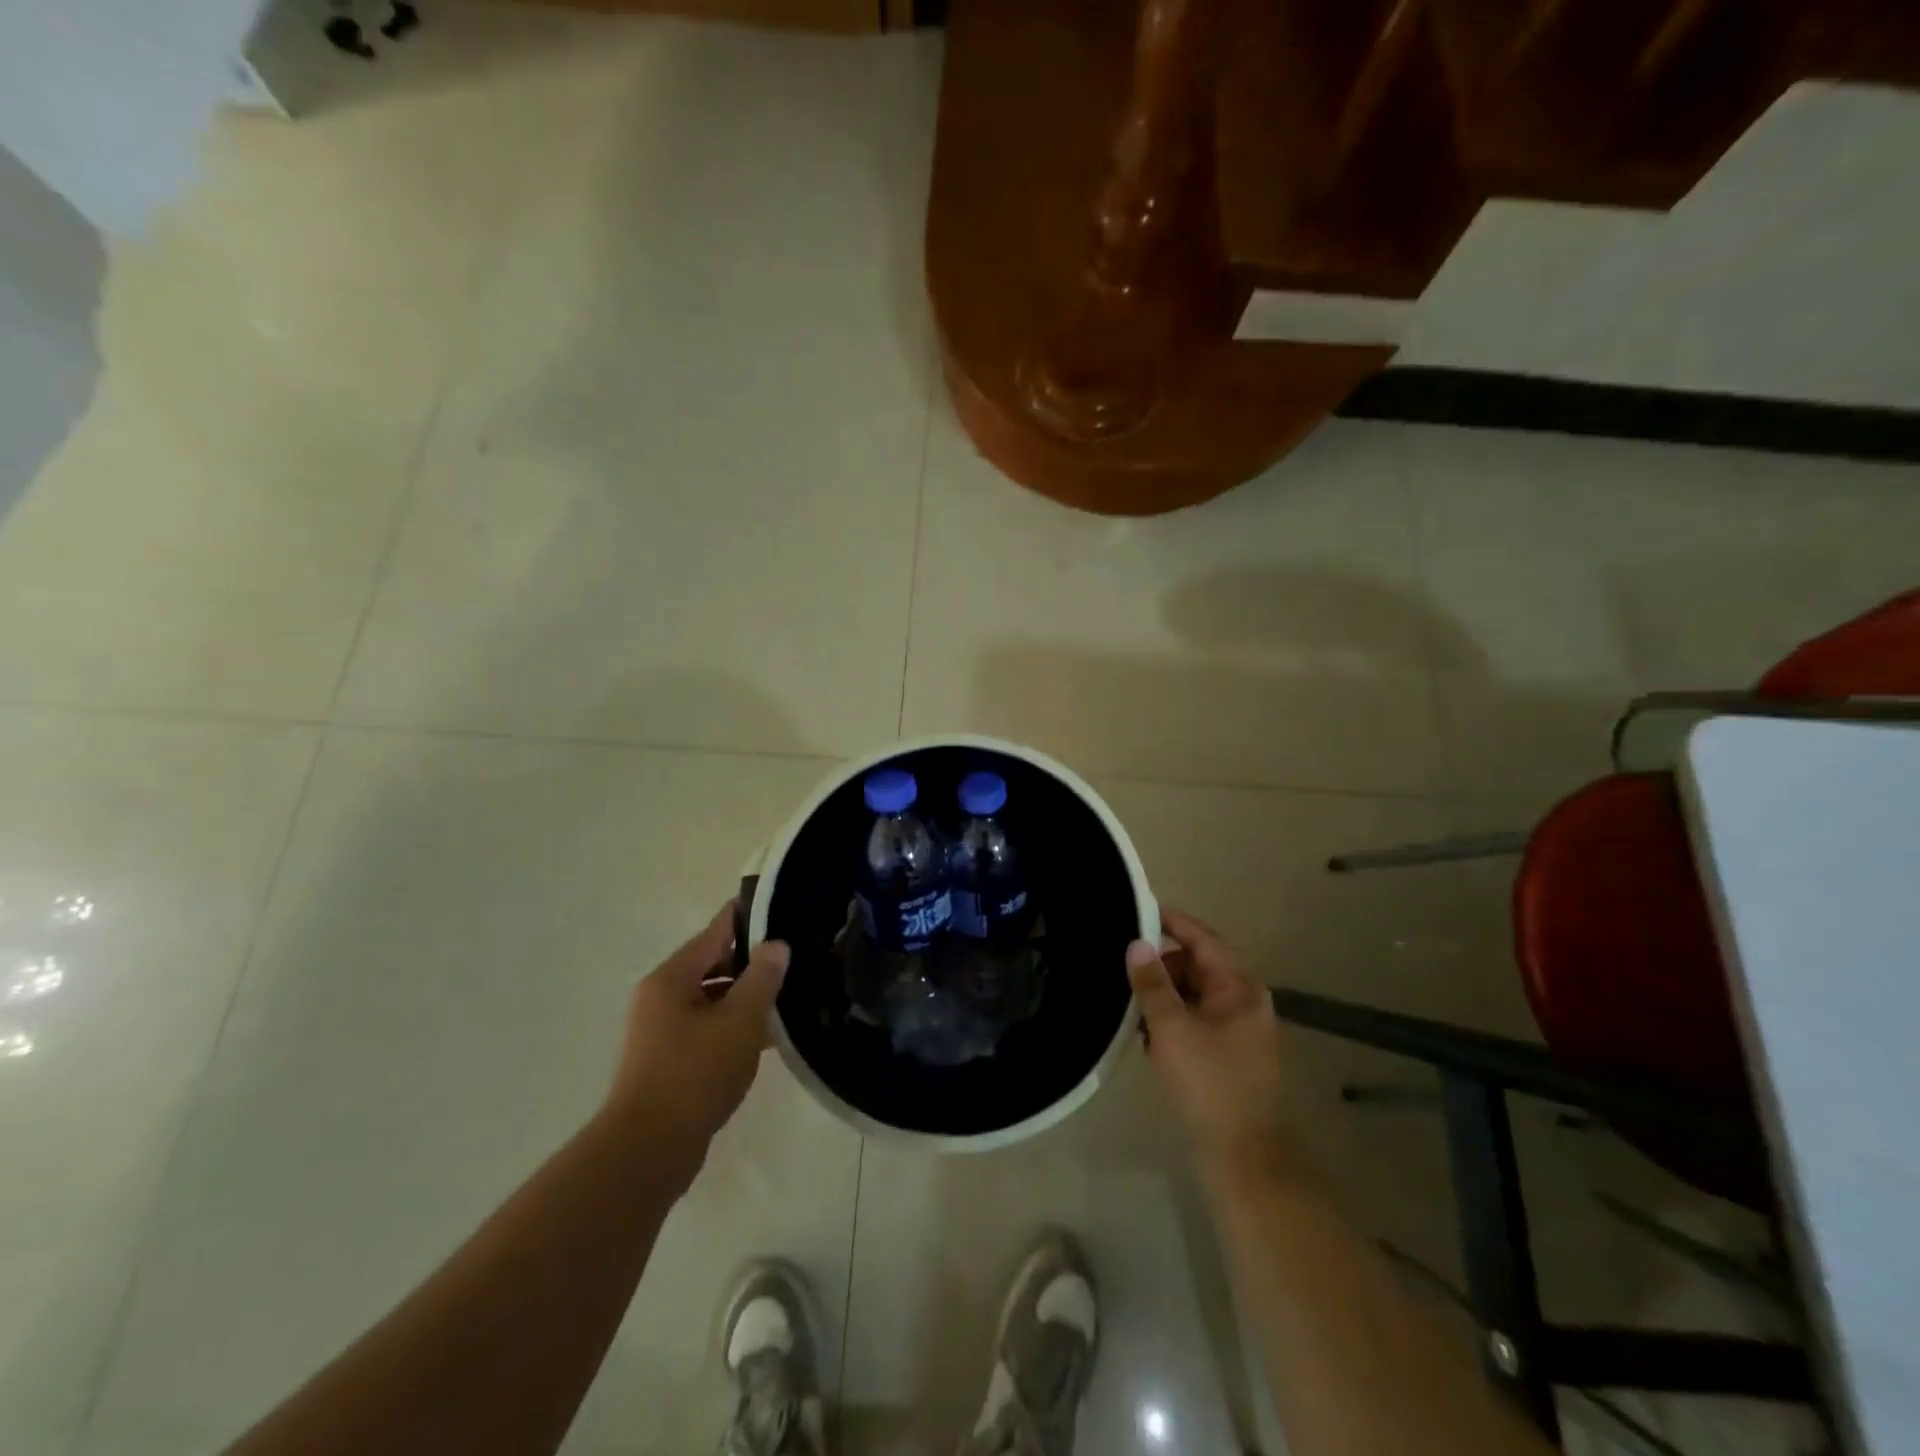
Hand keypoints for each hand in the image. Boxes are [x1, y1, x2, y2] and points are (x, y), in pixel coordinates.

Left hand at [606, 902, 789, 1181]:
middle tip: (796, 958)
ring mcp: (662, 1031)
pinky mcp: (669, 1061)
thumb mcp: (739, 1021)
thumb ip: (762, 978)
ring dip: (746, 998)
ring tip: (788, 998)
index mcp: (672, 977)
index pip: (716, 931)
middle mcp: (661, 997)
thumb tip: (777, 944)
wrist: (647, 1152)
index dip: (748, 917)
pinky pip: (708, 1029)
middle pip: (714, 964)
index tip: (781, 906)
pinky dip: (734, 1027)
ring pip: (713, 1000)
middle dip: (753, 962)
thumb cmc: (694, 1075)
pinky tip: (766, 1039)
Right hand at [1128, 908, 1302, 1188]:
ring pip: (1193, 997)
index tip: (1138, 909)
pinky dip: (1171, 1022)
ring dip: (1163, 997)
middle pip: (1197, 967)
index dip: (1172, 921)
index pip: (1203, 939)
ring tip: (1128, 1006)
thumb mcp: (1173, 1029)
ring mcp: (1238, 1033)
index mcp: (1239, 989)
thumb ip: (1152, 984)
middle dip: (1160, 966)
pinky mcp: (1227, 1058)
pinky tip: (1145, 1037)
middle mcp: (1243, 1003)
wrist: (1247, 1160)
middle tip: (1122, 969)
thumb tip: (1136, 944)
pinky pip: (1194, 1023)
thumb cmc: (1211, 1085)